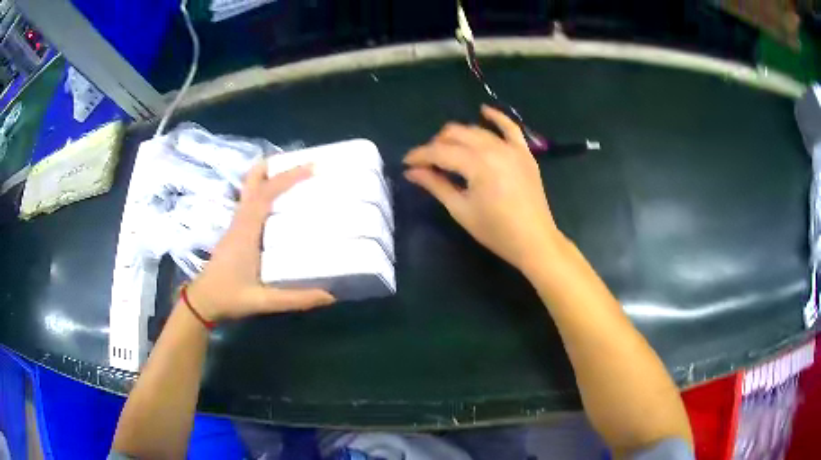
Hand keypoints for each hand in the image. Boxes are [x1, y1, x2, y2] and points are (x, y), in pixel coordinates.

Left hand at [187, 162, 334, 321]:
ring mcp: (237, 223)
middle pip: (253, 179)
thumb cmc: (229, 297)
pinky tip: (282, 201)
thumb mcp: (263, 301)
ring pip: (251, 187)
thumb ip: (296, 298)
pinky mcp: (237, 230)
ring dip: (271, 176)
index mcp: (246, 230)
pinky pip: (252, 200)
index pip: (267, 193)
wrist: (202, 301)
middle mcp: (241, 220)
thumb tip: (330, 296)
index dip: (289, 177)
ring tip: (296, 176)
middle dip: (275, 165)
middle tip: (301, 162)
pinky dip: (267, 190)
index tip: (313, 166)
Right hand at [403, 105, 562, 273]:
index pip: (440, 152)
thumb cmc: (496, 231)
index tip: (406, 163)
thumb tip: (411, 172)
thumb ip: (436, 185)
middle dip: (436, 145)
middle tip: (427, 163)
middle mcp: (493, 148)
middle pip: (456, 135)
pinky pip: (510, 127)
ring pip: (477, 130)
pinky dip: (496, 117)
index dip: (420, 156)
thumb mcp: (461, 210)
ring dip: (458, 136)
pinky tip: (483, 110)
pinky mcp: (524, 152)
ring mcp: (511, 148)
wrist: (534, 241)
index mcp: (477, 164)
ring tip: (447, 150)